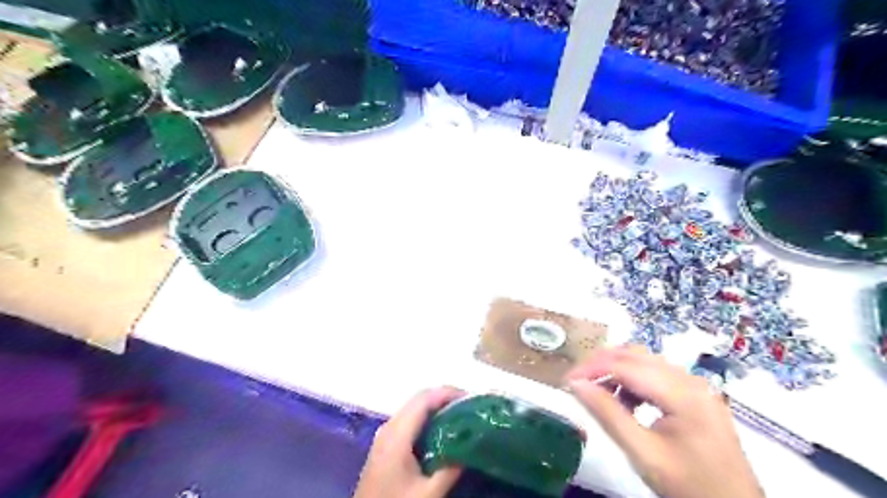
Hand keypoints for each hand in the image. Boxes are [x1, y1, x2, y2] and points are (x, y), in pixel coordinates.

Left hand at [352, 387, 465, 496]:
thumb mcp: (427, 493)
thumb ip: (450, 469)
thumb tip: (472, 447)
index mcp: (397, 434)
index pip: (424, 400)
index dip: (447, 393)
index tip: (470, 398)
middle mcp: (389, 427)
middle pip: (418, 399)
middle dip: (444, 398)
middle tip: (469, 406)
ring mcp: (385, 434)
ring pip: (414, 408)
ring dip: (436, 406)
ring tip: (460, 415)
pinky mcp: (385, 443)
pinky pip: (409, 420)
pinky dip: (427, 417)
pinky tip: (441, 429)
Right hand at [568, 345, 762, 496]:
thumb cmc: (689, 487)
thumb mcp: (643, 454)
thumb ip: (608, 415)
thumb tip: (575, 385)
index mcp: (682, 393)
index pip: (625, 366)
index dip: (591, 369)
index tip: (565, 381)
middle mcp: (690, 379)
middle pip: (635, 356)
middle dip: (601, 364)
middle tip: (577, 382)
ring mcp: (696, 386)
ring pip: (644, 362)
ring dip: (616, 370)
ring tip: (597, 392)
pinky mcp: (695, 395)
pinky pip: (656, 375)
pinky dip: (633, 380)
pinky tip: (625, 402)